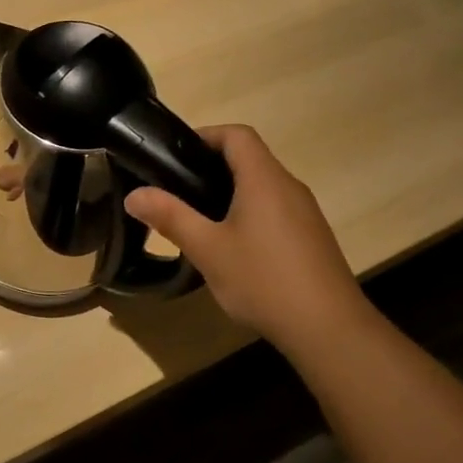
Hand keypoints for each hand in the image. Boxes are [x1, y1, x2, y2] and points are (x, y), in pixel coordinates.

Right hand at [126, 125, 370, 349]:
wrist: (328, 327)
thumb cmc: (263, 280)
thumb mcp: (207, 249)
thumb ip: (170, 217)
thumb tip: (134, 194)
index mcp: (264, 179)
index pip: (236, 135)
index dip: (205, 135)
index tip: (174, 155)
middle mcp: (289, 186)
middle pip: (249, 159)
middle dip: (210, 167)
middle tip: (176, 191)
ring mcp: (305, 213)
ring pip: (262, 187)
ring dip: (229, 193)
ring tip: (197, 220)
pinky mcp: (311, 237)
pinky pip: (275, 210)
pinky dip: (249, 214)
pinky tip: (232, 249)